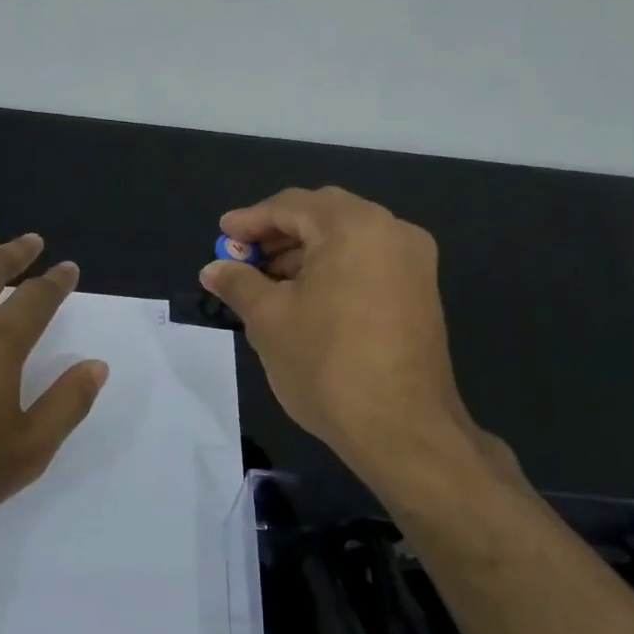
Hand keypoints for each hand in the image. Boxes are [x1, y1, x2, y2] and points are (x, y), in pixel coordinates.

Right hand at [201, 187, 477, 479]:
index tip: (222, 236)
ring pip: (348, 239)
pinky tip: (305, 298)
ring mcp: (413, 263)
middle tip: (243, 257)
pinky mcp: (420, 293)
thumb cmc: (327, 364)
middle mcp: (391, 231)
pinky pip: (368, 263)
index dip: (250, 220)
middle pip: (323, 216)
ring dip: (305, 253)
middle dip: (278, 234)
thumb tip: (213, 268)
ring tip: (267, 283)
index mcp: (354, 226)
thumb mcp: (269, 319)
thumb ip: (238, 283)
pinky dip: (333, 269)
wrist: (402, 428)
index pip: (291, 205)